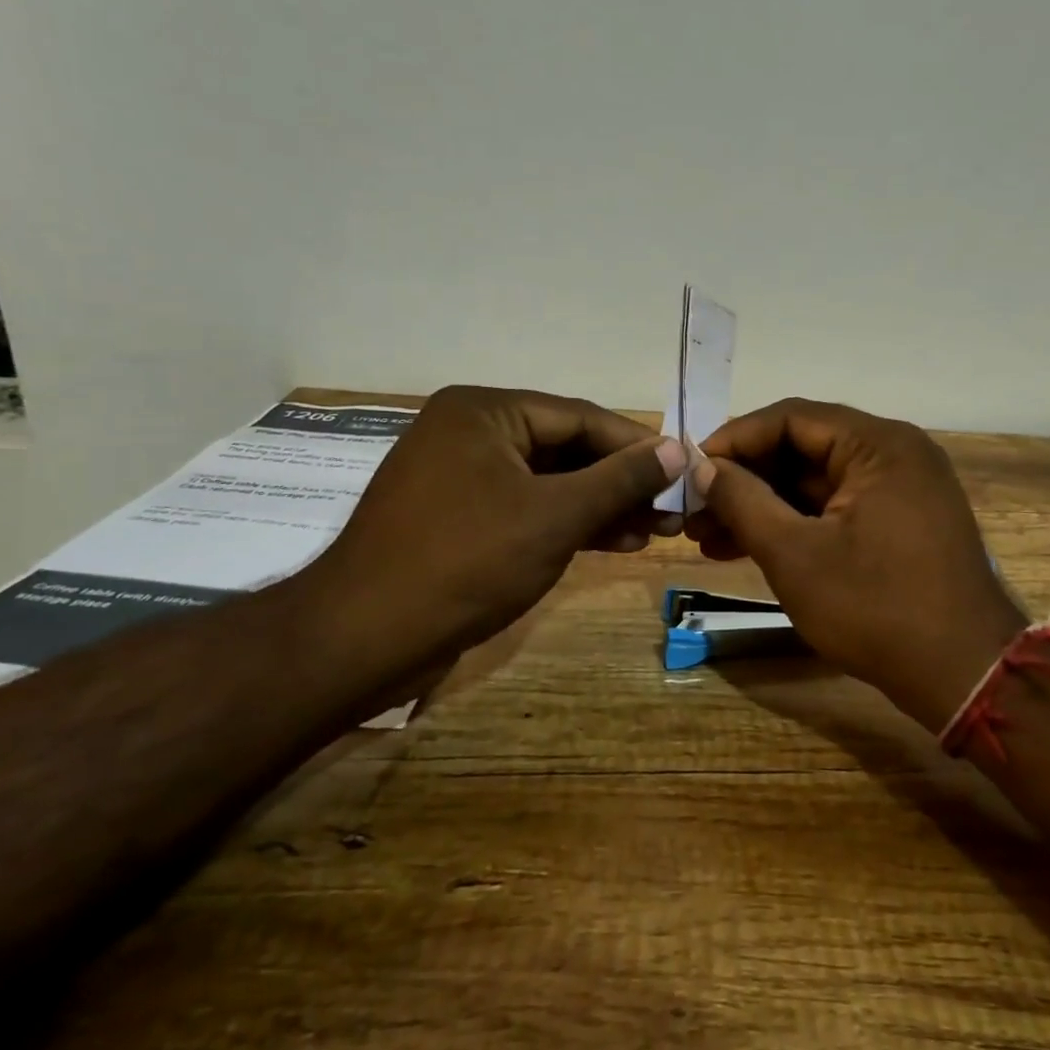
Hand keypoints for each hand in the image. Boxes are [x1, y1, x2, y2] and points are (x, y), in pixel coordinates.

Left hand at [292, 386, 685, 687]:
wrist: (365, 639)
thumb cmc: (467, 561)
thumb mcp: (555, 516)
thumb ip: (620, 479)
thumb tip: (677, 448)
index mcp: (485, 410)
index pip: (580, 417)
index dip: (637, 446)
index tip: (683, 471)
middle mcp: (471, 431)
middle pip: (566, 448)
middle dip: (621, 482)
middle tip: (671, 510)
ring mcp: (462, 476)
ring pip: (550, 482)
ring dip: (601, 506)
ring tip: (654, 532)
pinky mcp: (459, 517)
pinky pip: (527, 507)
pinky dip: (568, 524)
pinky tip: (613, 543)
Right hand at [687, 399, 1025, 729]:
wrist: (965, 676)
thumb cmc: (876, 608)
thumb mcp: (795, 554)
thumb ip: (743, 501)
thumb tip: (703, 466)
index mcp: (879, 444)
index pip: (791, 417)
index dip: (734, 440)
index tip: (691, 471)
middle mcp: (895, 453)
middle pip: (803, 448)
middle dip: (745, 480)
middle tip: (695, 512)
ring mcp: (902, 488)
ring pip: (817, 482)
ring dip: (764, 507)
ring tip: (709, 538)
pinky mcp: (901, 522)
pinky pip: (837, 508)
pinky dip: (796, 524)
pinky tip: (749, 548)